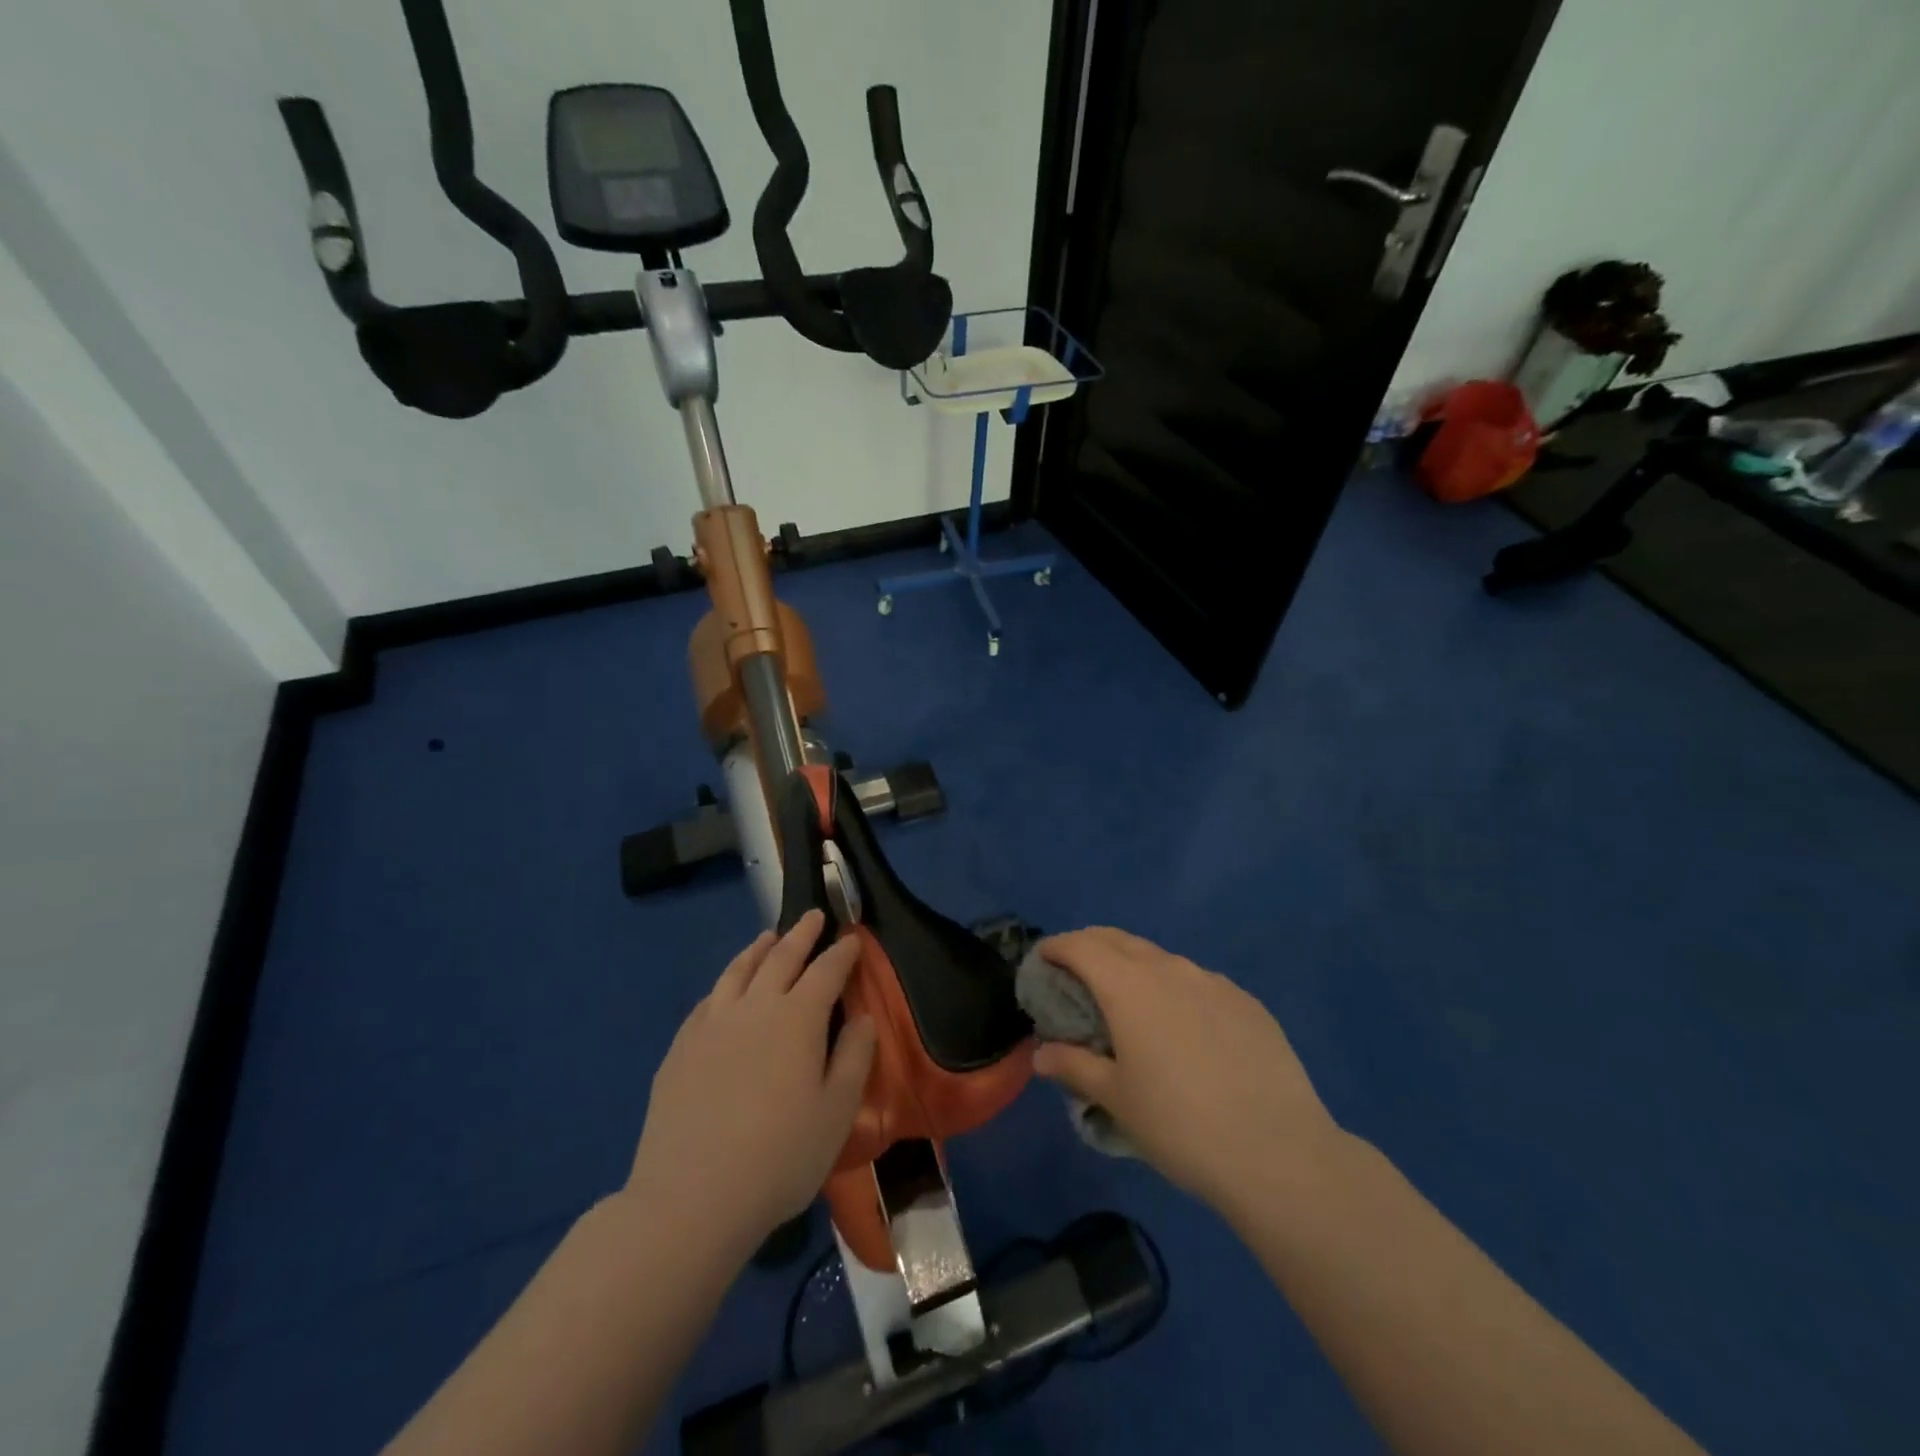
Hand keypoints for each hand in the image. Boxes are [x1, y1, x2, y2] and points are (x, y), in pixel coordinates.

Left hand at [627, 911, 876, 1254]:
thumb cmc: (780, 1157)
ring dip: (758, 949)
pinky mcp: (681, 1048)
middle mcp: (755, 1007)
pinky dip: (725, 983)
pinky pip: (708, 999)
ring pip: (738, 970)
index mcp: (797, 1018)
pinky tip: (726, 989)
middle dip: (801, 934)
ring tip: (768, 937)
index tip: (852, 938)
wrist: (691, 1198)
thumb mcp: (837, 1112)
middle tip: (812, 916)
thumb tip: (862, 1017)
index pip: (826, 971)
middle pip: (781, 958)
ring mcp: (711, 1024)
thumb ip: (855, 1057)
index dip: (842, 952)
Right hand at [1032, 927, 1344, 1218]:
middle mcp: (1169, 969)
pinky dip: (1175, 989)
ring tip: (1129, 1001)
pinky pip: (1197, 982)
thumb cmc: (1179, 1124)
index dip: (1056, 947)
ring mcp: (1212, 982)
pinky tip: (1183, 1027)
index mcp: (1128, 985)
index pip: (1081, 946)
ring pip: (1161, 959)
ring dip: (1134, 967)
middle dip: (1090, 947)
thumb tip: (1041, 1054)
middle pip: (1118, 940)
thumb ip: (1073, 1067)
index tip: (1043, 959)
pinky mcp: (1246, 1002)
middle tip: (1075, 972)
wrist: (1278, 1152)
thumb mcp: (1116, 1099)